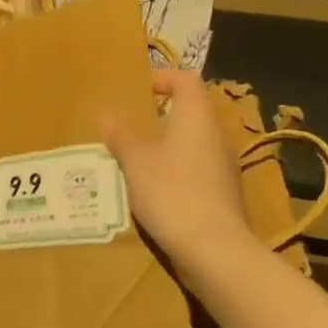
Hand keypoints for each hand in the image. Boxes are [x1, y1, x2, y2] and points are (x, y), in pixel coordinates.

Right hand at [101, 69, 256, 268]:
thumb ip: (120, 134)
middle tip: (128, 125)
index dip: (162, 78)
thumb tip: (104, 112)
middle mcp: (215, 135)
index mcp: (196, 117)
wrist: (215, 250)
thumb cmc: (171, 192)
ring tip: (134, 158)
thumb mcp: (135, 161)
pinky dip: (175, 170)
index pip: (186, 80)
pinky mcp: (223, 193)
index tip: (138, 90)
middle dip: (159, 115)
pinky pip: (195, 169)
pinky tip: (152, 189)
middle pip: (190, 111)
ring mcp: (223, 166)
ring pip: (192, 142)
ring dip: (165, 145)